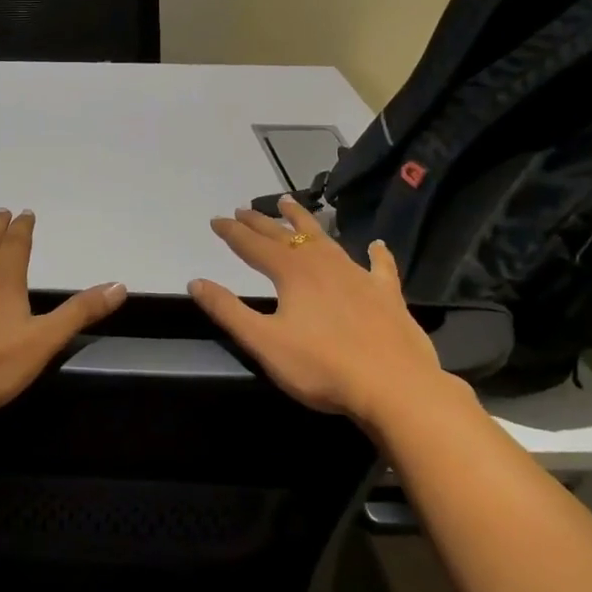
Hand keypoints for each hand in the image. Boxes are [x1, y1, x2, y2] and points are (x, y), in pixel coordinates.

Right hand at [188, 195, 453, 429]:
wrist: (395, 387)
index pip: (254, 245)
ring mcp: (358, 276)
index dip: (232, 232)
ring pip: (326, 239)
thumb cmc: (322, 367)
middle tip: (244, 209)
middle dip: (262, 222)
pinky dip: (376, 255)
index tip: (216, 220)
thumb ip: (228, 310)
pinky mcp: (386, 295)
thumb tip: (196, 282)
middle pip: (287, 235)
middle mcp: (323, 264)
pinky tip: (377, 246)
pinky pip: (379, 267)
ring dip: (305, 222)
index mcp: (292, 273)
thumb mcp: (264, 342)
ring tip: (290, 204)